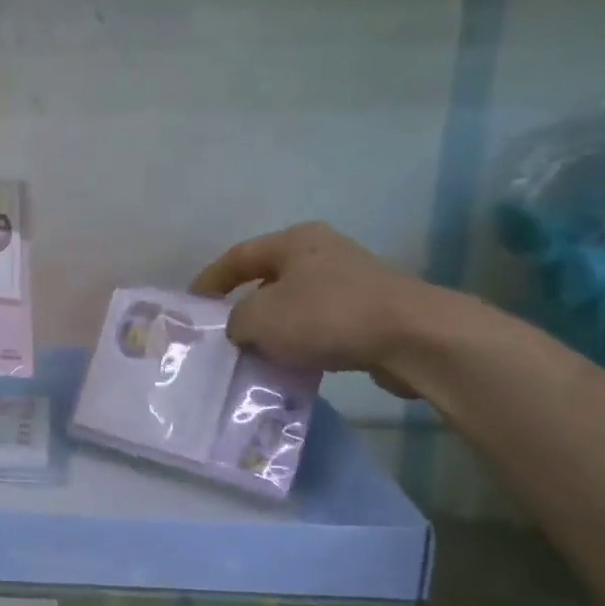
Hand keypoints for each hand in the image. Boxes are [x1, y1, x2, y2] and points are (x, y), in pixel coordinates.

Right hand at [190, 222, 450, 398]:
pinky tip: (294, 364)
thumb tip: (241, 328)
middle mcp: (323, 252)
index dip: (210, 280)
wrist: (413, 337)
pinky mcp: (373, 310)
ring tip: (255, 353)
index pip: (238, 256)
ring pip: (296, 303)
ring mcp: (352, 280)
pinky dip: (302, 341)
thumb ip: (236, 321)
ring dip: (274, 327)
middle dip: (243, 305)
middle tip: (222, 332)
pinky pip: (322, 324)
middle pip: (268, 278)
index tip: (191, 305)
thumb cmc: (327, 316)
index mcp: (294, 241)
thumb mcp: (260, 318)